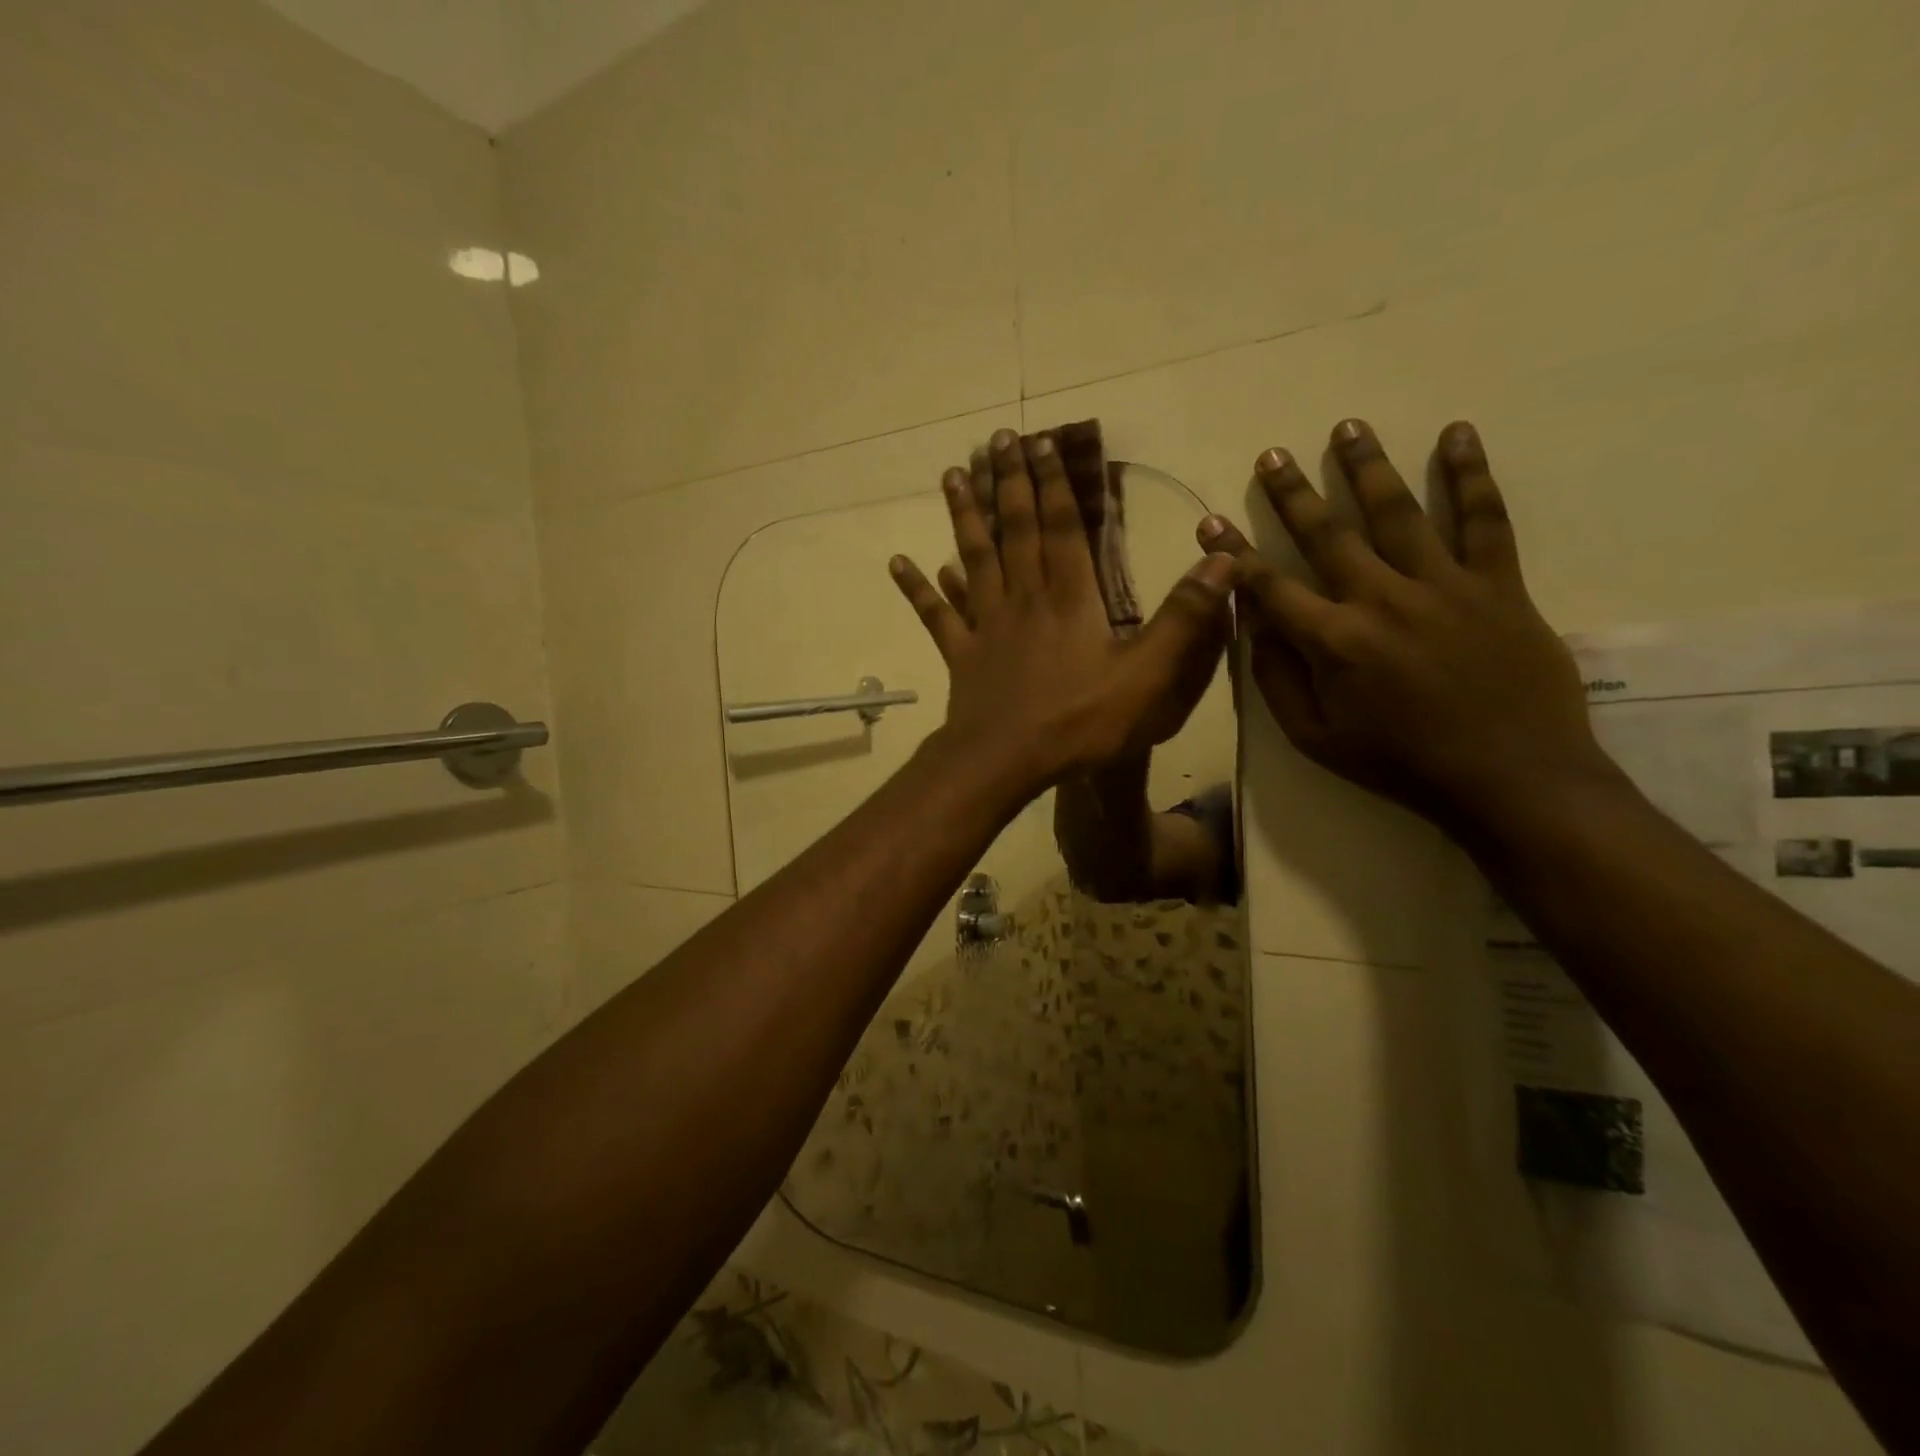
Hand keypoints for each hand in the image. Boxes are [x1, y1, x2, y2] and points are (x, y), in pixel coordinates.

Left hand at [891, 428, 1235, 798]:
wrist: (1006, 760)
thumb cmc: (1079, 721)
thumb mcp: (1148, 675)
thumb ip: (1185, 620)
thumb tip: (1223, 559)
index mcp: (1069, 598)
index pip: (1062, 526)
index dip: (1054, 483)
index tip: (1042, 441)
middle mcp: (1023, 598)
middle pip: (1014, 529)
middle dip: (1008, 481)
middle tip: (996, 439)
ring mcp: (985, 625)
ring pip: (973, 558)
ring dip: (962, 515)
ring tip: (951, 475)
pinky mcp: (960, 654)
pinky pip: (935, 614)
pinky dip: (918, 588)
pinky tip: (899, 561)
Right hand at [1197, 419, 1616, 830]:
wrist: (1510, 778)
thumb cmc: (1399, 763)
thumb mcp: (1314, 737)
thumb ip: (1276, 679)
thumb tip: (1253, 625)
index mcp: (1333, 641)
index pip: (1269, 586)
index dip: (1234, 552)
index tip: (1209, 520)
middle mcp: (1382, 600)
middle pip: (1327, 535)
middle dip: (1292, 493)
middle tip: (1271, 455)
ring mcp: (1444, 586)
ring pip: (1398, 513)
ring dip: (1367, 467)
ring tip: (1347, 427)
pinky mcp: (1498, 584)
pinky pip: (1485, 520)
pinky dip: (1470, 475)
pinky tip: (1456, 434)